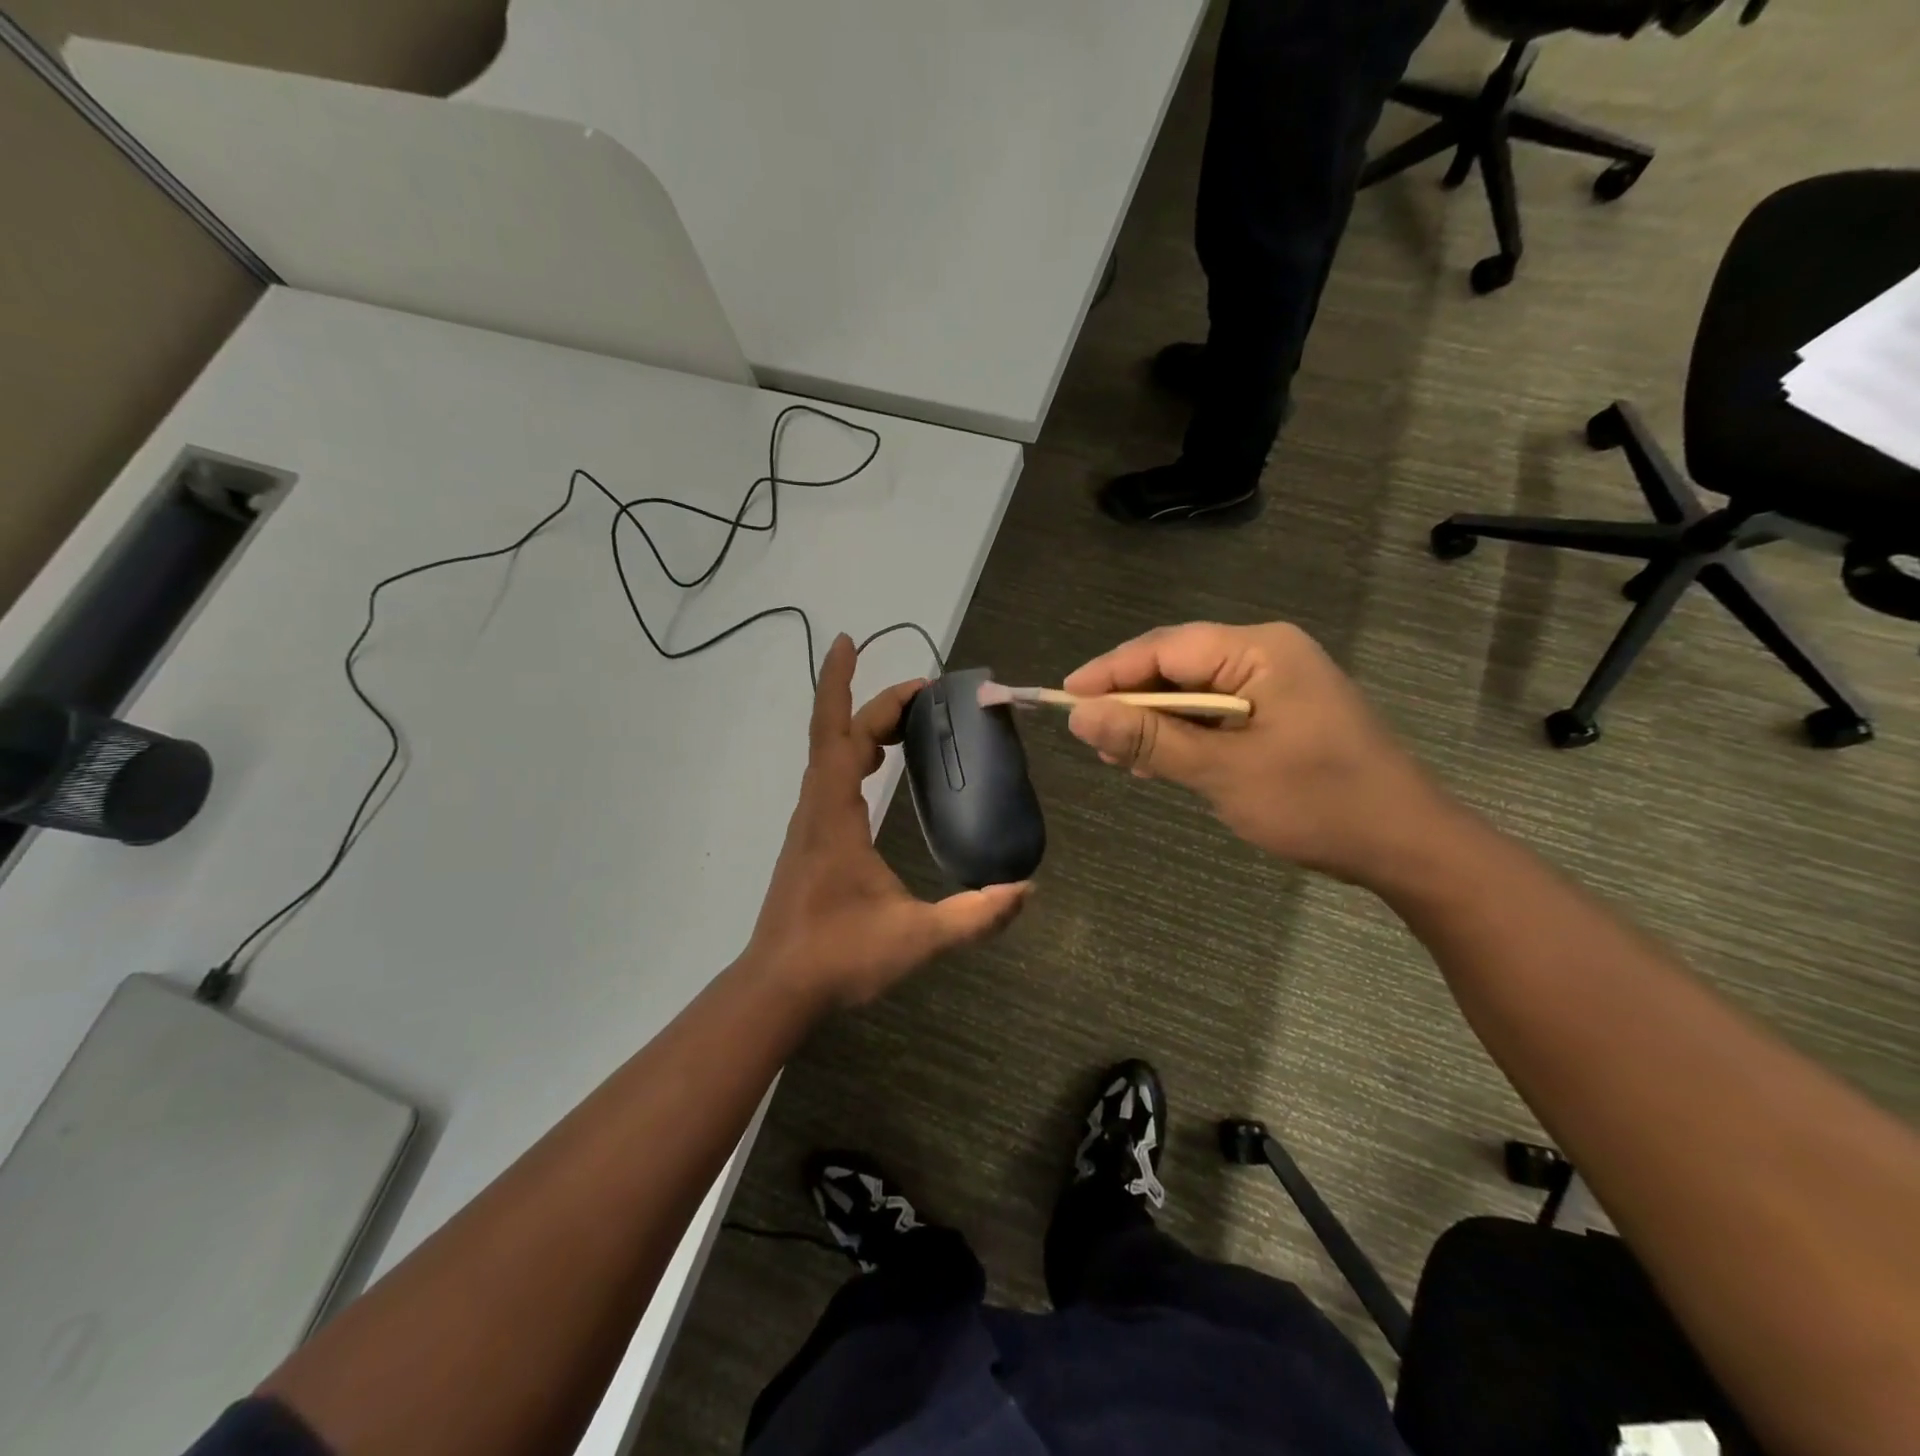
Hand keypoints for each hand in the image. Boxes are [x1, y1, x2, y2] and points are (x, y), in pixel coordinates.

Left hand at [746, 634, 1029, 1007]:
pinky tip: (877, 771)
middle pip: (837, 736)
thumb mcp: (916, 937)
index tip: (848, 641)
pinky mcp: (810, 843)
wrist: (777, 989)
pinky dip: (853, 757)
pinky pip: (829, 780)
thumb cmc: (839, 957)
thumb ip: (975, 916)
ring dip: (863, 729)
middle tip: (924, 694)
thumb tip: (1027, 890)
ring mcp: (808, 825)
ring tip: (905, 722)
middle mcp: (815, 809)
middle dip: (875, 705)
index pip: (836, 733)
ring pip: (830, 757)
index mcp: (834, 815)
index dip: (842, 685)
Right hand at [1064, 622, 1457, 885]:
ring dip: (1154, 721)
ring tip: (1117, 756)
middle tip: (1088, 733)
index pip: (1165, 648)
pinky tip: (1159, 764)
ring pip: (1193, 691)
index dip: (1110, 672)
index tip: (1063, 697)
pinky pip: (1217, 712)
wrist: (1408, 845)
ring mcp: (1278, 683)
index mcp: (1260, 651)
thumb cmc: (1317, 803)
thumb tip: (1079, 716)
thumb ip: (1150, 740)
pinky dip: (1185, 735)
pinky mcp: (1282, 713)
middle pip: (1177, 665)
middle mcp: (1268, 654)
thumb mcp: (1223, 772)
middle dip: (1130, 698)